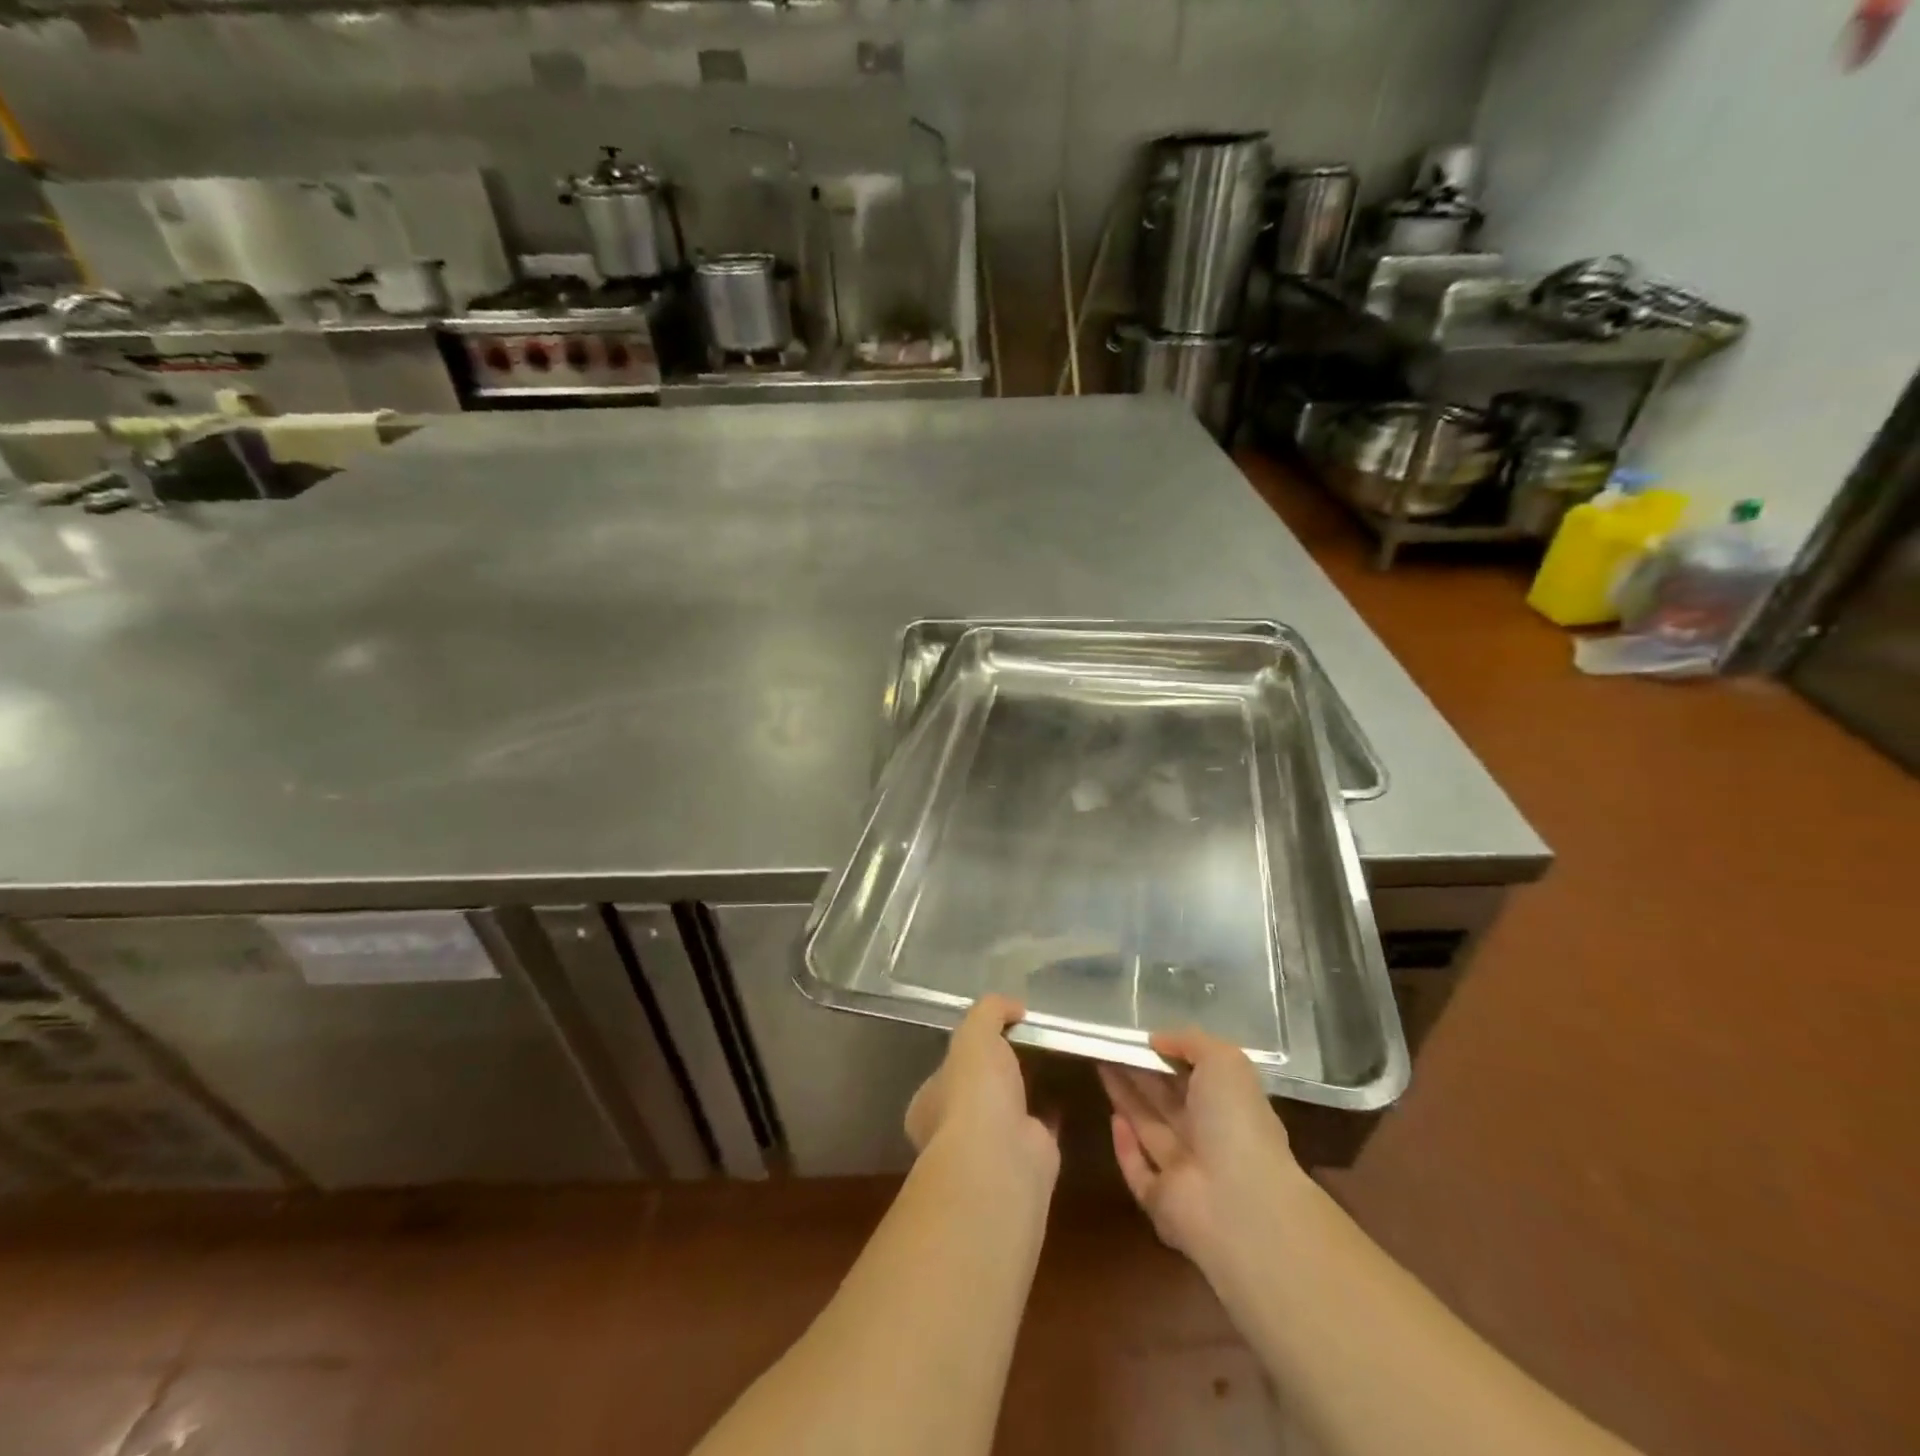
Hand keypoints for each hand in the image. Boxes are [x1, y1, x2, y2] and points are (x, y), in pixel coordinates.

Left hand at [905, 995, 1059, 1182]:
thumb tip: (1013, 1006)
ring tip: (1048, 1058)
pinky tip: (1067, 1087)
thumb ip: (989, 1011)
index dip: (965, 1050)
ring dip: (1025, 1089)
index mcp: (929, 1103)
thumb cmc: (973, 1093)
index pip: (944, 1072)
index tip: (991, 1032)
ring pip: (1009, 1109)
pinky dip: (1052, 1109)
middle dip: (997, 1072)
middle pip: (977, 1092)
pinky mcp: (1029, 1157)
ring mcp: (993, 1147)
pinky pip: (1040, 1124)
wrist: (1003, 1159)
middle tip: (1024, 1042)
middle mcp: (955, 1129)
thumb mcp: (974, 1033)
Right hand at [1099, 1029, 1306, 1270]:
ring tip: (1099, 1063)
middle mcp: (1209, 1139)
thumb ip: (1190, 1042)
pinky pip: (1138, 1170)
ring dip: (1126, 1098)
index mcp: (1230, 1107)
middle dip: (1139, 1073)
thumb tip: (1156, 1040)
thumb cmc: (1235, 1122)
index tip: (1139, 1037)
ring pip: (1149, 1128)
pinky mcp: (1160, 1201)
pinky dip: (1124, 1147)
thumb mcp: (1224, 1060)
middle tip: (1108, 1045)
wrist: (1237, 1202)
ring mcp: (1185, 1173)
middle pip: (1167, 1100)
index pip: (1196, 1077)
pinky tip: (1112, 1118)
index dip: (1168, 1057)